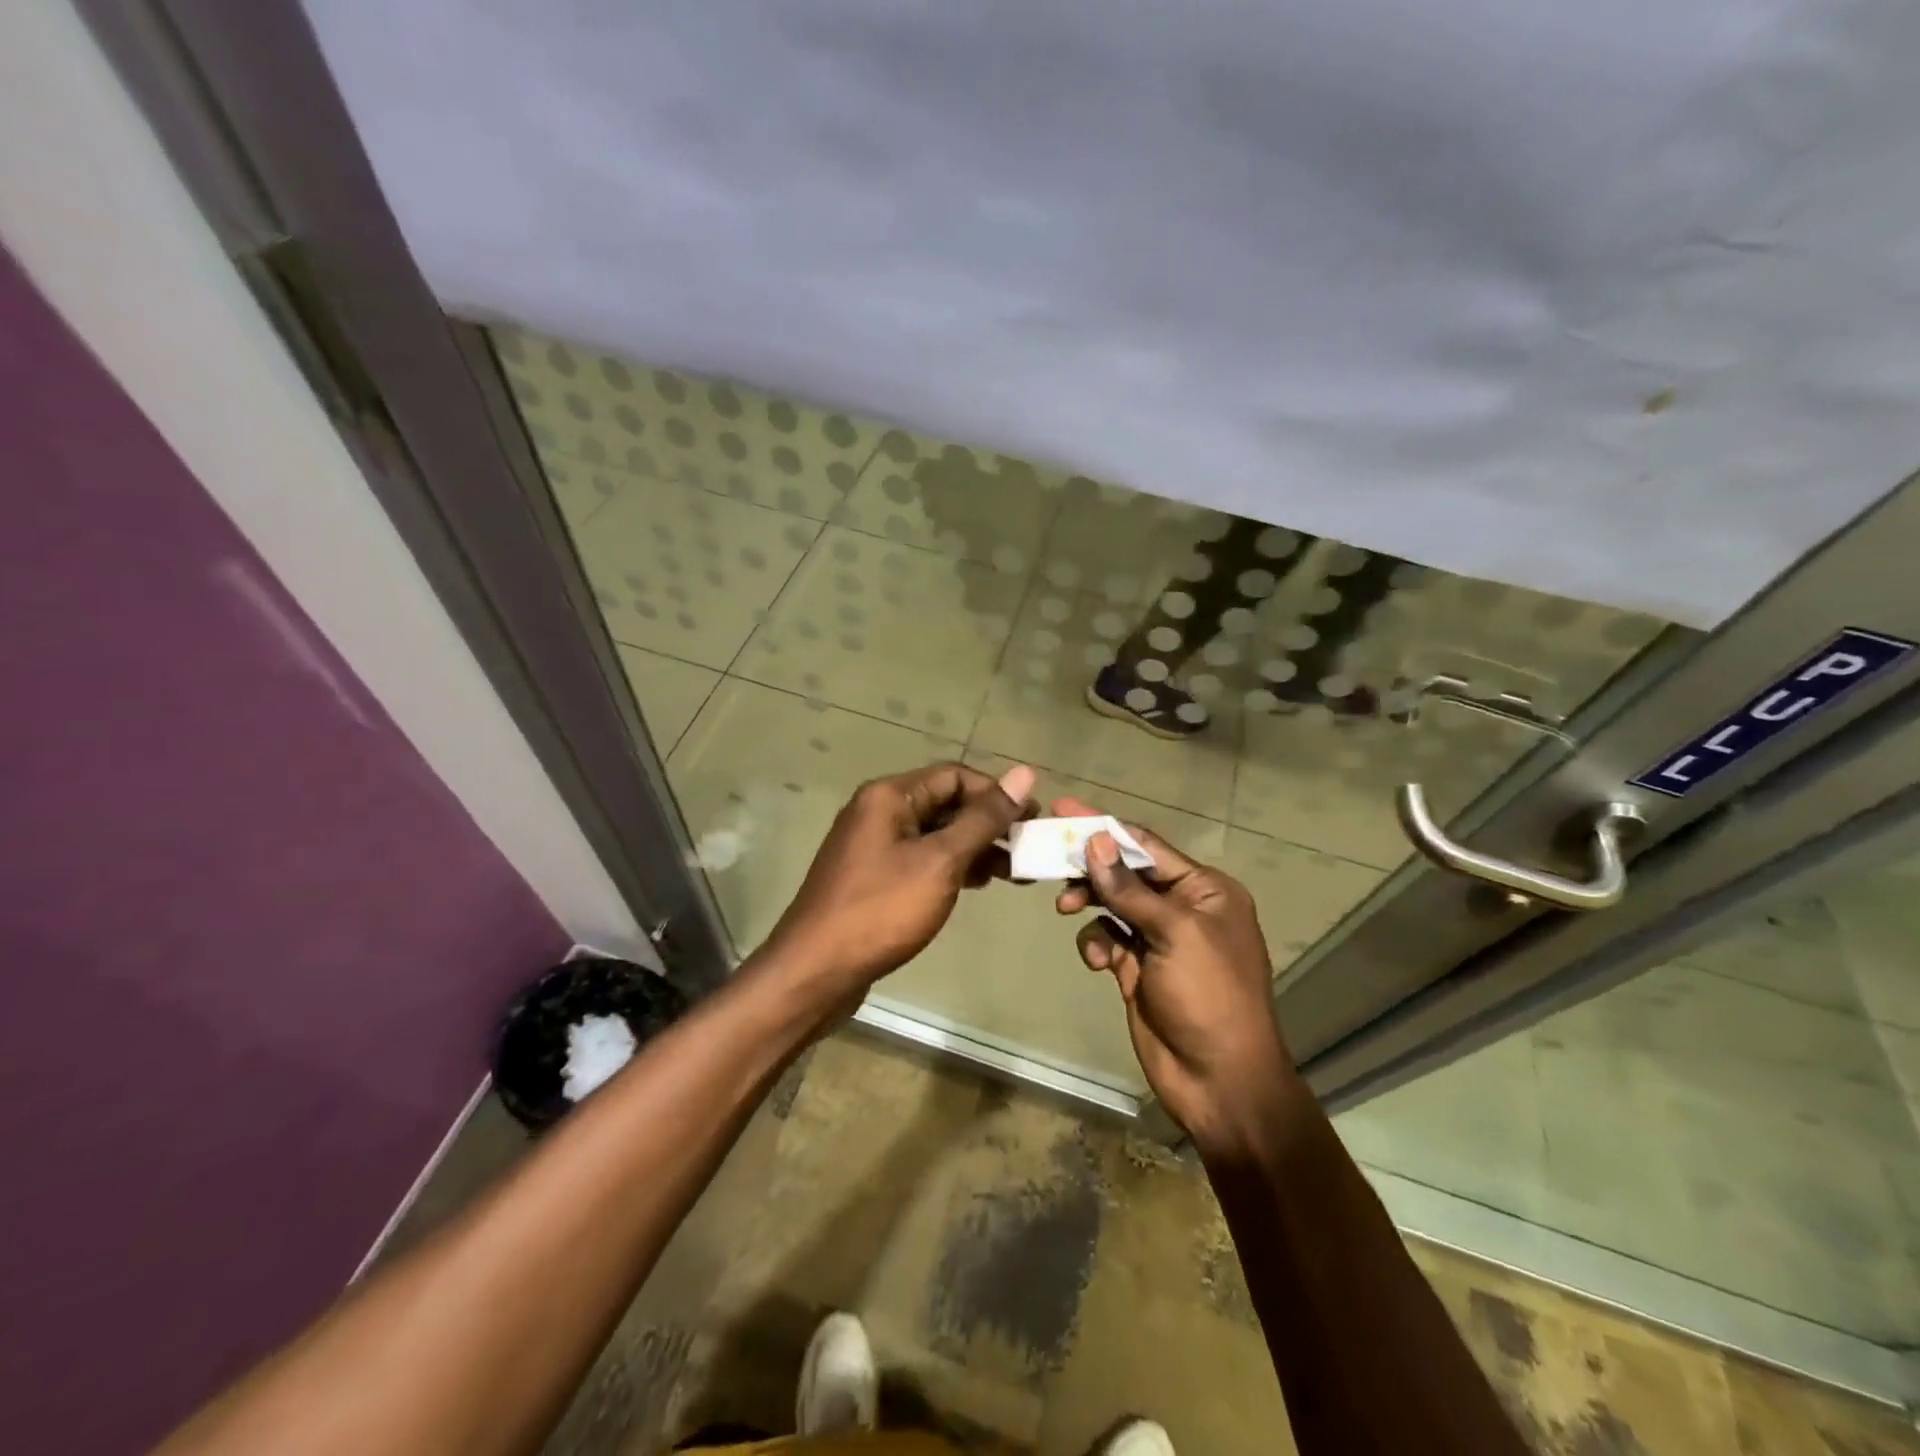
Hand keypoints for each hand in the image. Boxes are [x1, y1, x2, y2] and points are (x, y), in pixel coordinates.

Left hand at [765, 761, 1035, 1004]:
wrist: (816, 971)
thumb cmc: (882, 910)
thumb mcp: (941, 861)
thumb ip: (984, 818)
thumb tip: (1024, 772)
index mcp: (889, 796)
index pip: (955, 775)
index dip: (996, 794)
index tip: (1033, 820)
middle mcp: (879, 811)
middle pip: (945, 803)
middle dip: (989, 823)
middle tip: (1029, 850)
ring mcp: (874, 845)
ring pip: (936, 834)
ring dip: (974, 847)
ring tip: (1013, 873)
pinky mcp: (874, 877)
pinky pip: (922, 858)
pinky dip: (952, 866)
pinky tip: (978, 884)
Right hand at [1053, 799, 1294, 1148]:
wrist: (1218, 1081)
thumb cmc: (1208, 995)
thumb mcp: (1174, 934)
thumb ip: (1129, 889)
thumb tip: (1096, 841)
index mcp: (1204, 890)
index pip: (1145, 846)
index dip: (1104, 827)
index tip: (1063, 810)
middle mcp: (1181, 908)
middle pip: (1124, 872)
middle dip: (1089, 866)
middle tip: (1047, 856)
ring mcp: (1158, 939)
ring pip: (1110, 904)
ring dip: (1088, 903)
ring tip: (1065, 908)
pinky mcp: (1136, 968)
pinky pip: (1106, 939)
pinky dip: (1096, 944)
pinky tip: (1099, 962)